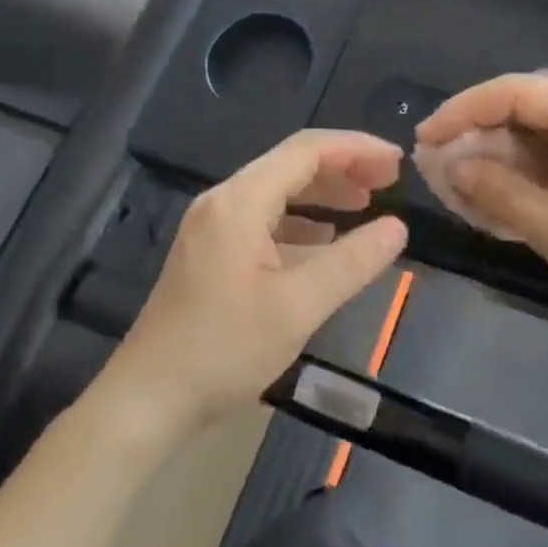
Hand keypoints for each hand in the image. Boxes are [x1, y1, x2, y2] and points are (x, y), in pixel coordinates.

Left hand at [112, 130, 407, 432]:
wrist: (149, 397)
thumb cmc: (225, 349)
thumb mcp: (299, 306)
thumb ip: (352, 262)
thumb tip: (398, 228)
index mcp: (240, 201)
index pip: (306, 150)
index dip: (357, 149)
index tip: (397, 163)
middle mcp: (223, 201)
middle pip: (291, 164)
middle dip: (343, 167)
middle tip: (389, 183)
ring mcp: (212, 225)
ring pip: (277, 190)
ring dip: (323, 192)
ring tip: (366, 204)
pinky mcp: (210, 250)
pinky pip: (263, 217)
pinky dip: (300, 219)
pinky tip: (323, 237)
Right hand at [416, 74, 547, 359]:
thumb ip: (496, 190)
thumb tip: (447, 163)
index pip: (513, 92)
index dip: (460, 113)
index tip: (423, 141)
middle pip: (526, 106)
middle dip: (478, 134)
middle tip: (438, 166)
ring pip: (541, 132)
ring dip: (500, 155)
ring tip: (460, 184)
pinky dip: (528, 171)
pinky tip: (501, 195)